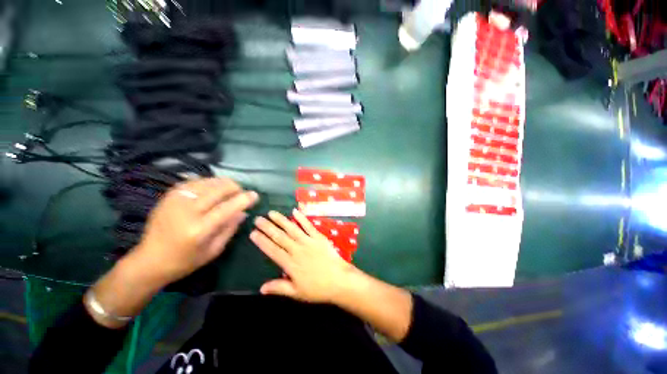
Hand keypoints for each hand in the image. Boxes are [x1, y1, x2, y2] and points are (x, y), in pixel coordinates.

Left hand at [133, 177, 258, 285]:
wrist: (149, 260)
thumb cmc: (185, 260)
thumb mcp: (214, 250)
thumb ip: (230, 228)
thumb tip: (244, 211)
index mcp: (199, 229)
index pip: (228, 207)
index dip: (244, 199)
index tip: (255, 195)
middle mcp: (187, 211)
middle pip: (218, 189)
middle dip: (235, 187)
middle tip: (241, 193)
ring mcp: (175, 201)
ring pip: (207, 182)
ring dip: (223, 184)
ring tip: (228, 191)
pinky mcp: (169, 196)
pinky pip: (194, 181)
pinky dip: (208, 182)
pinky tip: (212, 188)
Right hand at [250, 209, 357, 302]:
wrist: (339, 280)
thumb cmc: (318, 288)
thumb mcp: (297, 293)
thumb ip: (279, 288)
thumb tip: (261, 288)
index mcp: (290, 264)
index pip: (272, 250)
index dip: (262, 241)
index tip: (253, 233)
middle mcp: (297, 250)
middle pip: (279, 237)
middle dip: (267, 227)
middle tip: (258, 219)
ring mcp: (308, 241)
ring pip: (292, 229)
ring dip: (281, 220)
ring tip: (271, 213)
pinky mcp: (319, 237)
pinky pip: (308, 226)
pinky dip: (302, 218)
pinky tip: (295, 211)